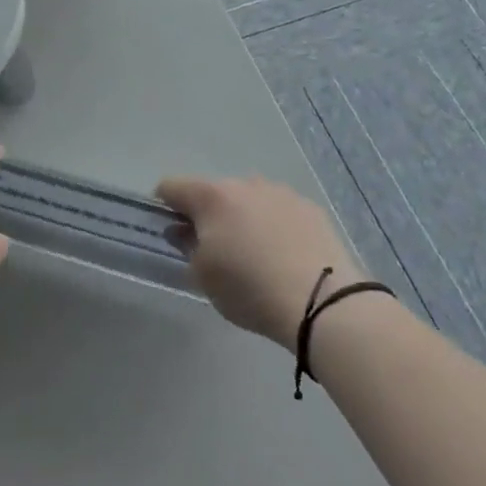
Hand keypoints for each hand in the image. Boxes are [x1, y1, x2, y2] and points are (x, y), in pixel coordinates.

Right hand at [156, 175, 362, 352]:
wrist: (322, 301)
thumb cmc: (249, 288)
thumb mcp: (203, 276)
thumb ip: (186, 247)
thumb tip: (183, 231)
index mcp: (212, 196)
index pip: (171, 186)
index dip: (163, 206)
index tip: (170, 232)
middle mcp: (245, 183)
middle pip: (213, 192)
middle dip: (207, 215)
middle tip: (214, 250)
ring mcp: (281, 192)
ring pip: (249, 199)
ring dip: (243, 218)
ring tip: (254, 255)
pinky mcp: (310, 208)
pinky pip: (279, 211)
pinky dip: (273, 226)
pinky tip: (284, 256)